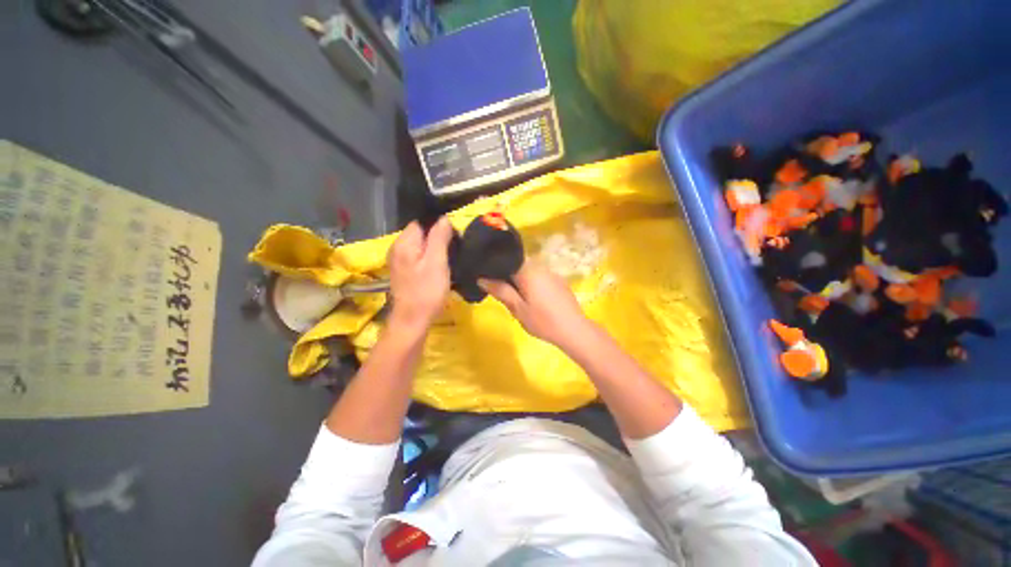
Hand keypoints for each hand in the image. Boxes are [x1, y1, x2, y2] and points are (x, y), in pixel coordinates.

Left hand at [388, 217, 453, 330]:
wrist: (413, 321)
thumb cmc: (427, 291)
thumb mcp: (437, 262)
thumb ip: (439, 238)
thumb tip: (444, 218)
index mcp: (404, 243)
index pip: (421, 222)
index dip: (438, 225)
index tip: (455, 234)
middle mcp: (397, 248)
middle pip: (420, 233)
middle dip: (437, 237)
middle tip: (456, 245)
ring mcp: (399, 261)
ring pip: (421, 246)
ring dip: (435, 248)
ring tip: (451, 255)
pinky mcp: (404, 272)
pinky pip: (419, 257)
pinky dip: (430, 258)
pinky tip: (440, 267)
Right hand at [479, 261, 591, 349]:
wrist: (574, 330)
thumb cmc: (543, 321)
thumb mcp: (518, 308)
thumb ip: (500, 291)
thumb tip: (482, 278)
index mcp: (528, 270)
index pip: (506, 259)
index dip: (495, 267)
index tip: (487, 278)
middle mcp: (540, 266)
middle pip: (517, 264)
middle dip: (508, 275)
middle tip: (501, 292)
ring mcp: (551, 273)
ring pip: (529, 271)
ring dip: (520, 280)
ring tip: (516, 297)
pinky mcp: (558, 281)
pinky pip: (539, 276)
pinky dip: (531, 283)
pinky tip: (533, 298)